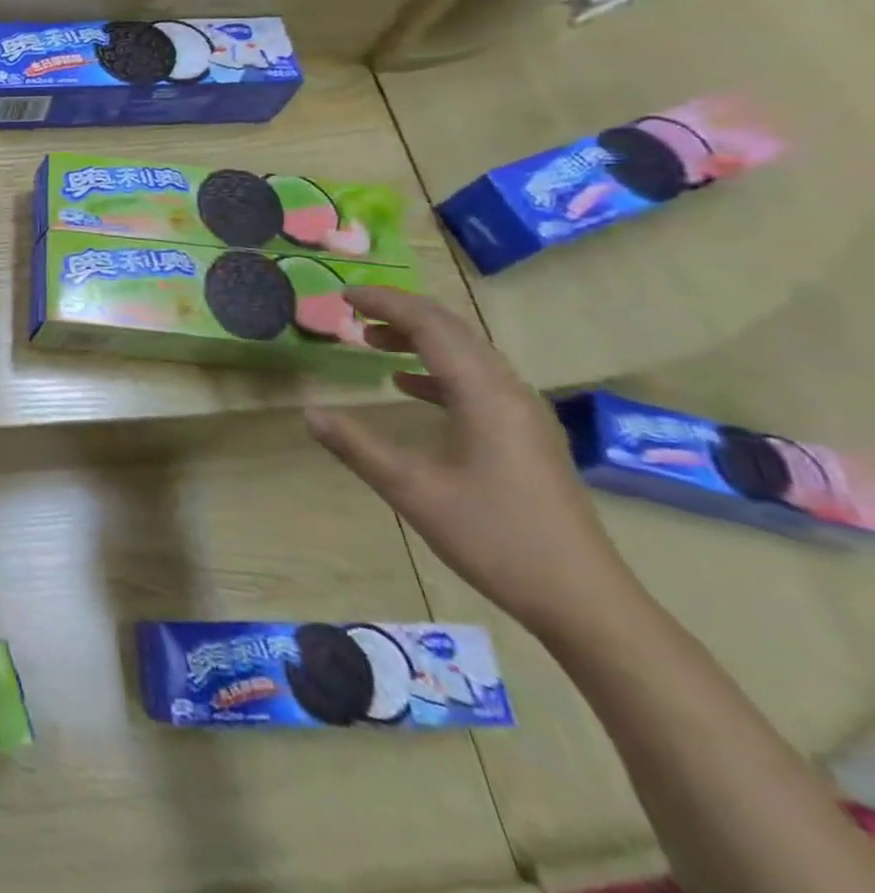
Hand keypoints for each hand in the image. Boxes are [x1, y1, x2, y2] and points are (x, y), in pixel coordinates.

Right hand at [304, 288, 639, 640]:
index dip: (385, 303)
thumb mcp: (412, 491)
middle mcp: (508, 391)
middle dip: (400, 312)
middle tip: (352, 309)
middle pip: (453, 330)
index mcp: (484, 395)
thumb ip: (357, 447)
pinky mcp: (525, 434)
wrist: (582, 598)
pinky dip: (437, 369)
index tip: (343, 294)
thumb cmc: (495, 538)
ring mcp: (522, 413)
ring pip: (466, 353)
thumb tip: (308, 413)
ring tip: (371, 339)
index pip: (430, 326)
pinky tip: (408, 384)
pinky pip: (476, 380)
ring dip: (419, 338)